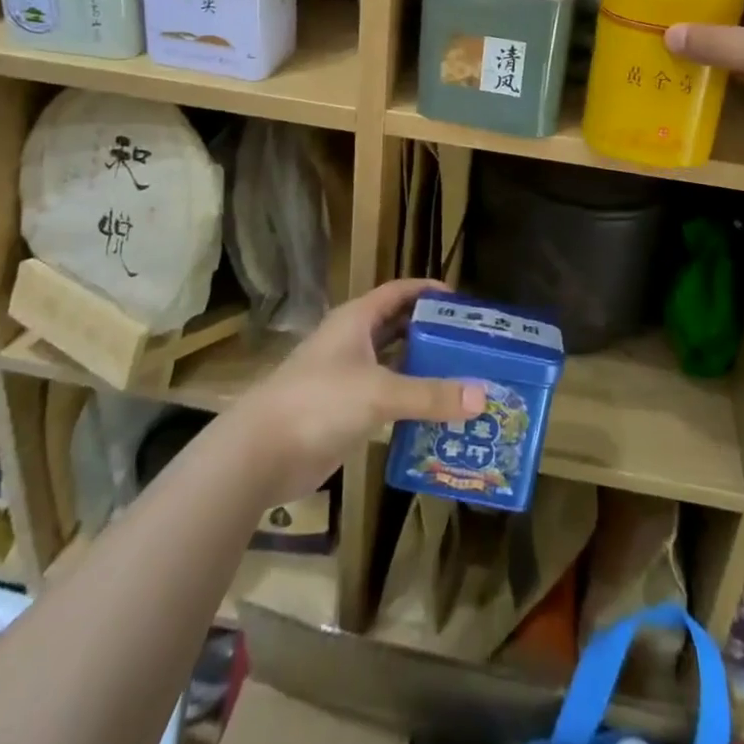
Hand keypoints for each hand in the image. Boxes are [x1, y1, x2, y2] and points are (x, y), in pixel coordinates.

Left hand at [234, 279, 480, 505]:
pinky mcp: (344, 412)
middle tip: (473, 346)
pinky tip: (438, 417)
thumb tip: (483, 396)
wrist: (260, 453)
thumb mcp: (380, 392)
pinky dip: (410, 404)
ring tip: (466, 381)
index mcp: (357, 320)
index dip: (429, 291)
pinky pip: (386, 400)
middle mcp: (353, 342)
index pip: (399, 292)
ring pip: (394, 366)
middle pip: (399, 328)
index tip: (463, 302)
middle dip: (433, 334)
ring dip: (424, 372)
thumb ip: (431, 394)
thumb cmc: (320, 401)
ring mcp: (346, 378)